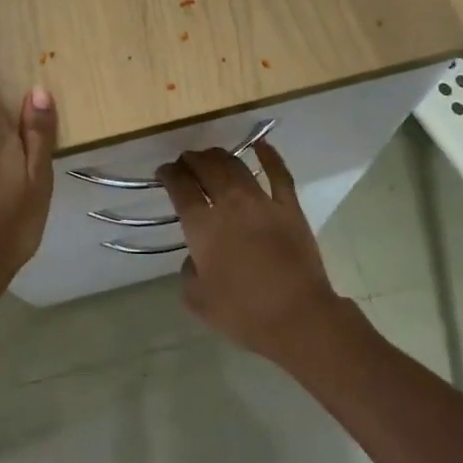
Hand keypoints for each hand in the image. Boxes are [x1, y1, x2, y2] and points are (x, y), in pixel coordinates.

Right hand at [156, 143, 346, 364]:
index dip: (169, 174)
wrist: (298, 317)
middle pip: (206, 167)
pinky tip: (260, 145)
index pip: (180, 187)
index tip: (164, 171)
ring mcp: (261, 200)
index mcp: (202, 226)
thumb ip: (188, 272)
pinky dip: (268, 155)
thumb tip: (195, 256)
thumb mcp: (197, 300)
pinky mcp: (289, 206)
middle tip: (186, 161)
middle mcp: (229, 203)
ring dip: (219, 156)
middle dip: (191, 159)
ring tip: (212, 156)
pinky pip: (278, 173)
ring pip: (236, 165)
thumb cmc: (244, 313)